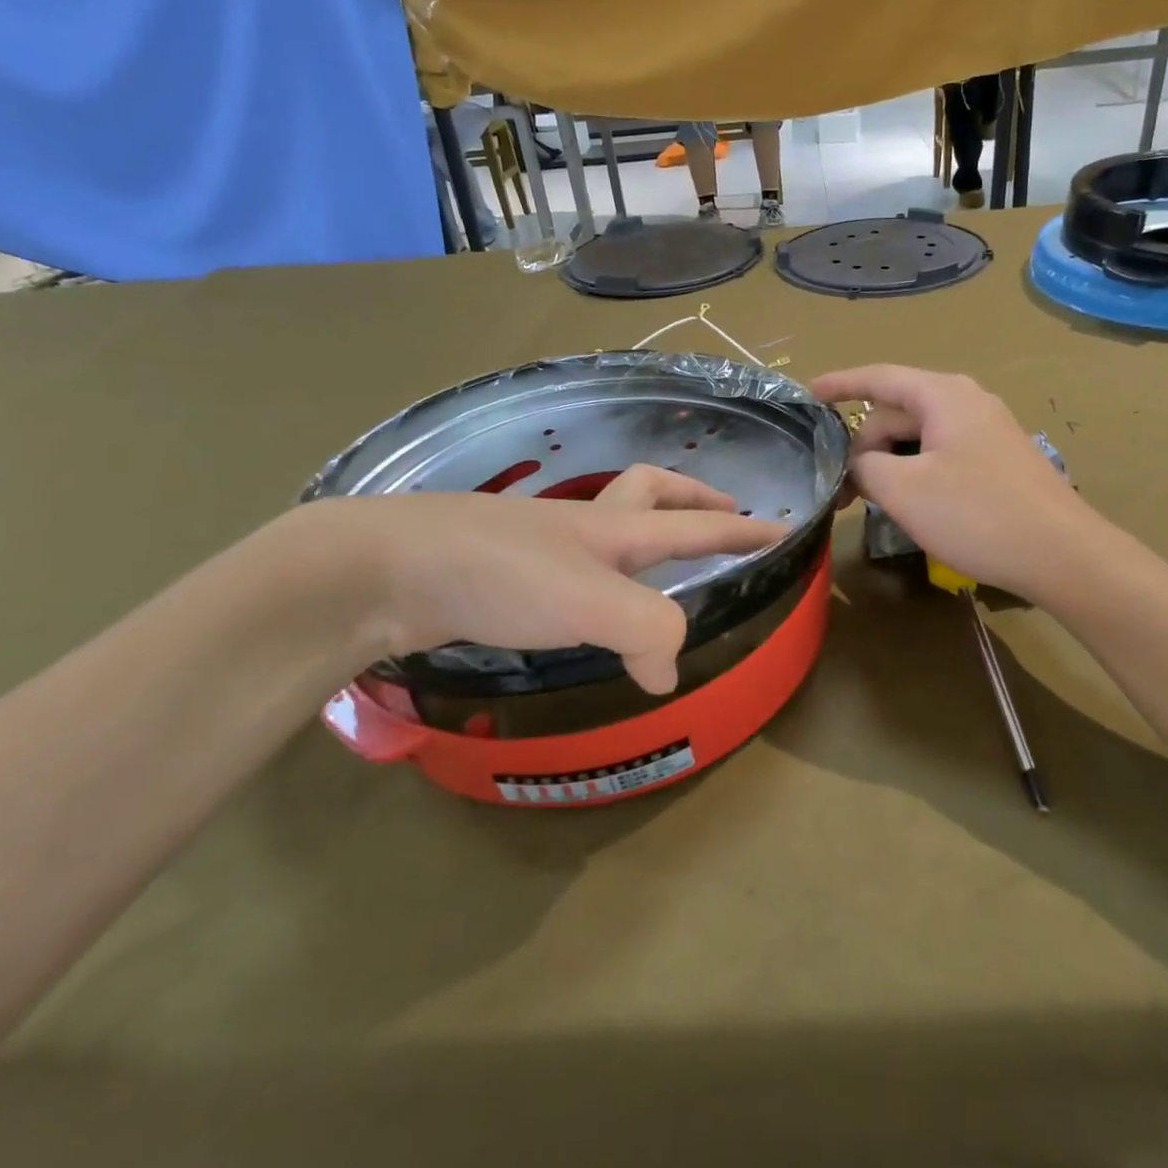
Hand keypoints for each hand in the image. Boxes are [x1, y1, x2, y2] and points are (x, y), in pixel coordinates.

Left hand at [303, 466, 785, 693]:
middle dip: (694, 497)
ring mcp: (538, 545)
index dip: (742, 527)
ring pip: (606, 524)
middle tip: (723, 510)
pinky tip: (584, 602)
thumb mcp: (590, 602)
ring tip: (658, 562)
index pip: (696, 522)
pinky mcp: (501, 571)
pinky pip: (566, 564)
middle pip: (652, 494)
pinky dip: (594, 573)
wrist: (383, 568)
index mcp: (613, 529)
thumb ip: (647, 632)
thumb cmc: (497, 574)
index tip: (784, 530)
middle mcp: (581, 528)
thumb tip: (669, 673)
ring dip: (643, 530)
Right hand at [810, 365, 1090, 601]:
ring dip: (889, 463)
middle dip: (863, 444)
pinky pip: (941, 455)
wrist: (1062, 555)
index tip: (807, 395)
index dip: (840, 384)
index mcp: (943, 396)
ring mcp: (987, 432)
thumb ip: (864, 467)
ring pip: (919, 438)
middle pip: (897, 412)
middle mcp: (967, 403)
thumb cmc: (977, 514)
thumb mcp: (904, 490)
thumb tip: (856, 464)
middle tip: (840, 489)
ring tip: (870, 501)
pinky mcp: (998, 461)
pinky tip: (910, 505)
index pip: (879, 377)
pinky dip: (915, 472)